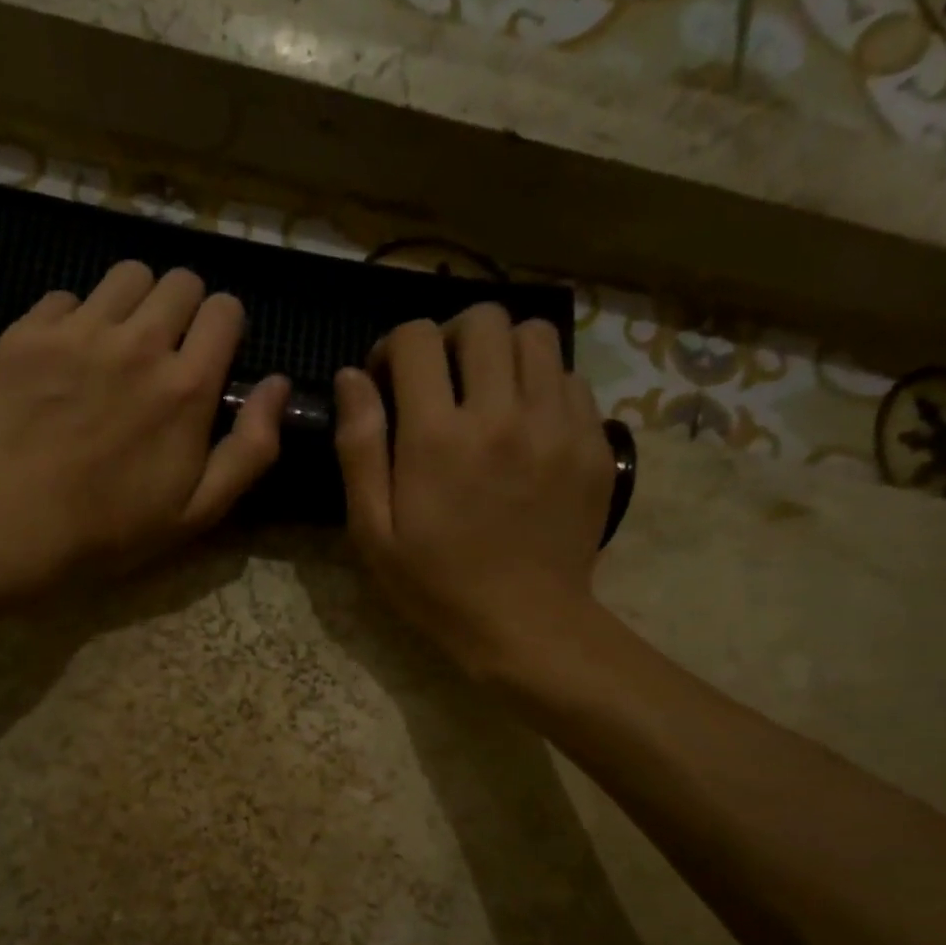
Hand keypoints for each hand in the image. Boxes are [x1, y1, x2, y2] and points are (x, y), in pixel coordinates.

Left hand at [0, 262, 288, 595]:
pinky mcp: (27, 335)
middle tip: (165, 349)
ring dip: (133, 304)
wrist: (19, 528)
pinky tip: (66, 359)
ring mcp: (78, 334)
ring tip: (117, 345)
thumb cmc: (116, 527)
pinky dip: (73, 320)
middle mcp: (138, 344)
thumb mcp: (202, 508)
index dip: (224, 327)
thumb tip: (278, 384)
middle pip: (179, 281)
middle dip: (183, 308)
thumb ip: (252, 447)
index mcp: (187, 386)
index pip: (225, 309)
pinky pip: (64, 297)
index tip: (210, 353)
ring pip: (125, 277)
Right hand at [333, 305, 615, 678]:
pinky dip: (540, 384)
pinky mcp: (593, 442)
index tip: (388, 380)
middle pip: (483, 321)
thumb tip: (352, 377)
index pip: (417, 339)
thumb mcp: (372, 530)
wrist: (525, 624)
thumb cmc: (435, 584)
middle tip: (439, 380)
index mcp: (437, 436)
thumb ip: (359, 448)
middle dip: (450, 338)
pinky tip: (524, 424)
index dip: (394, 347)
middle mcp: (502, 413)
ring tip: (486, 393)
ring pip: (535, 337)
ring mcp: (556, 424)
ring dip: (501, 352)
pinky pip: (570, 379)